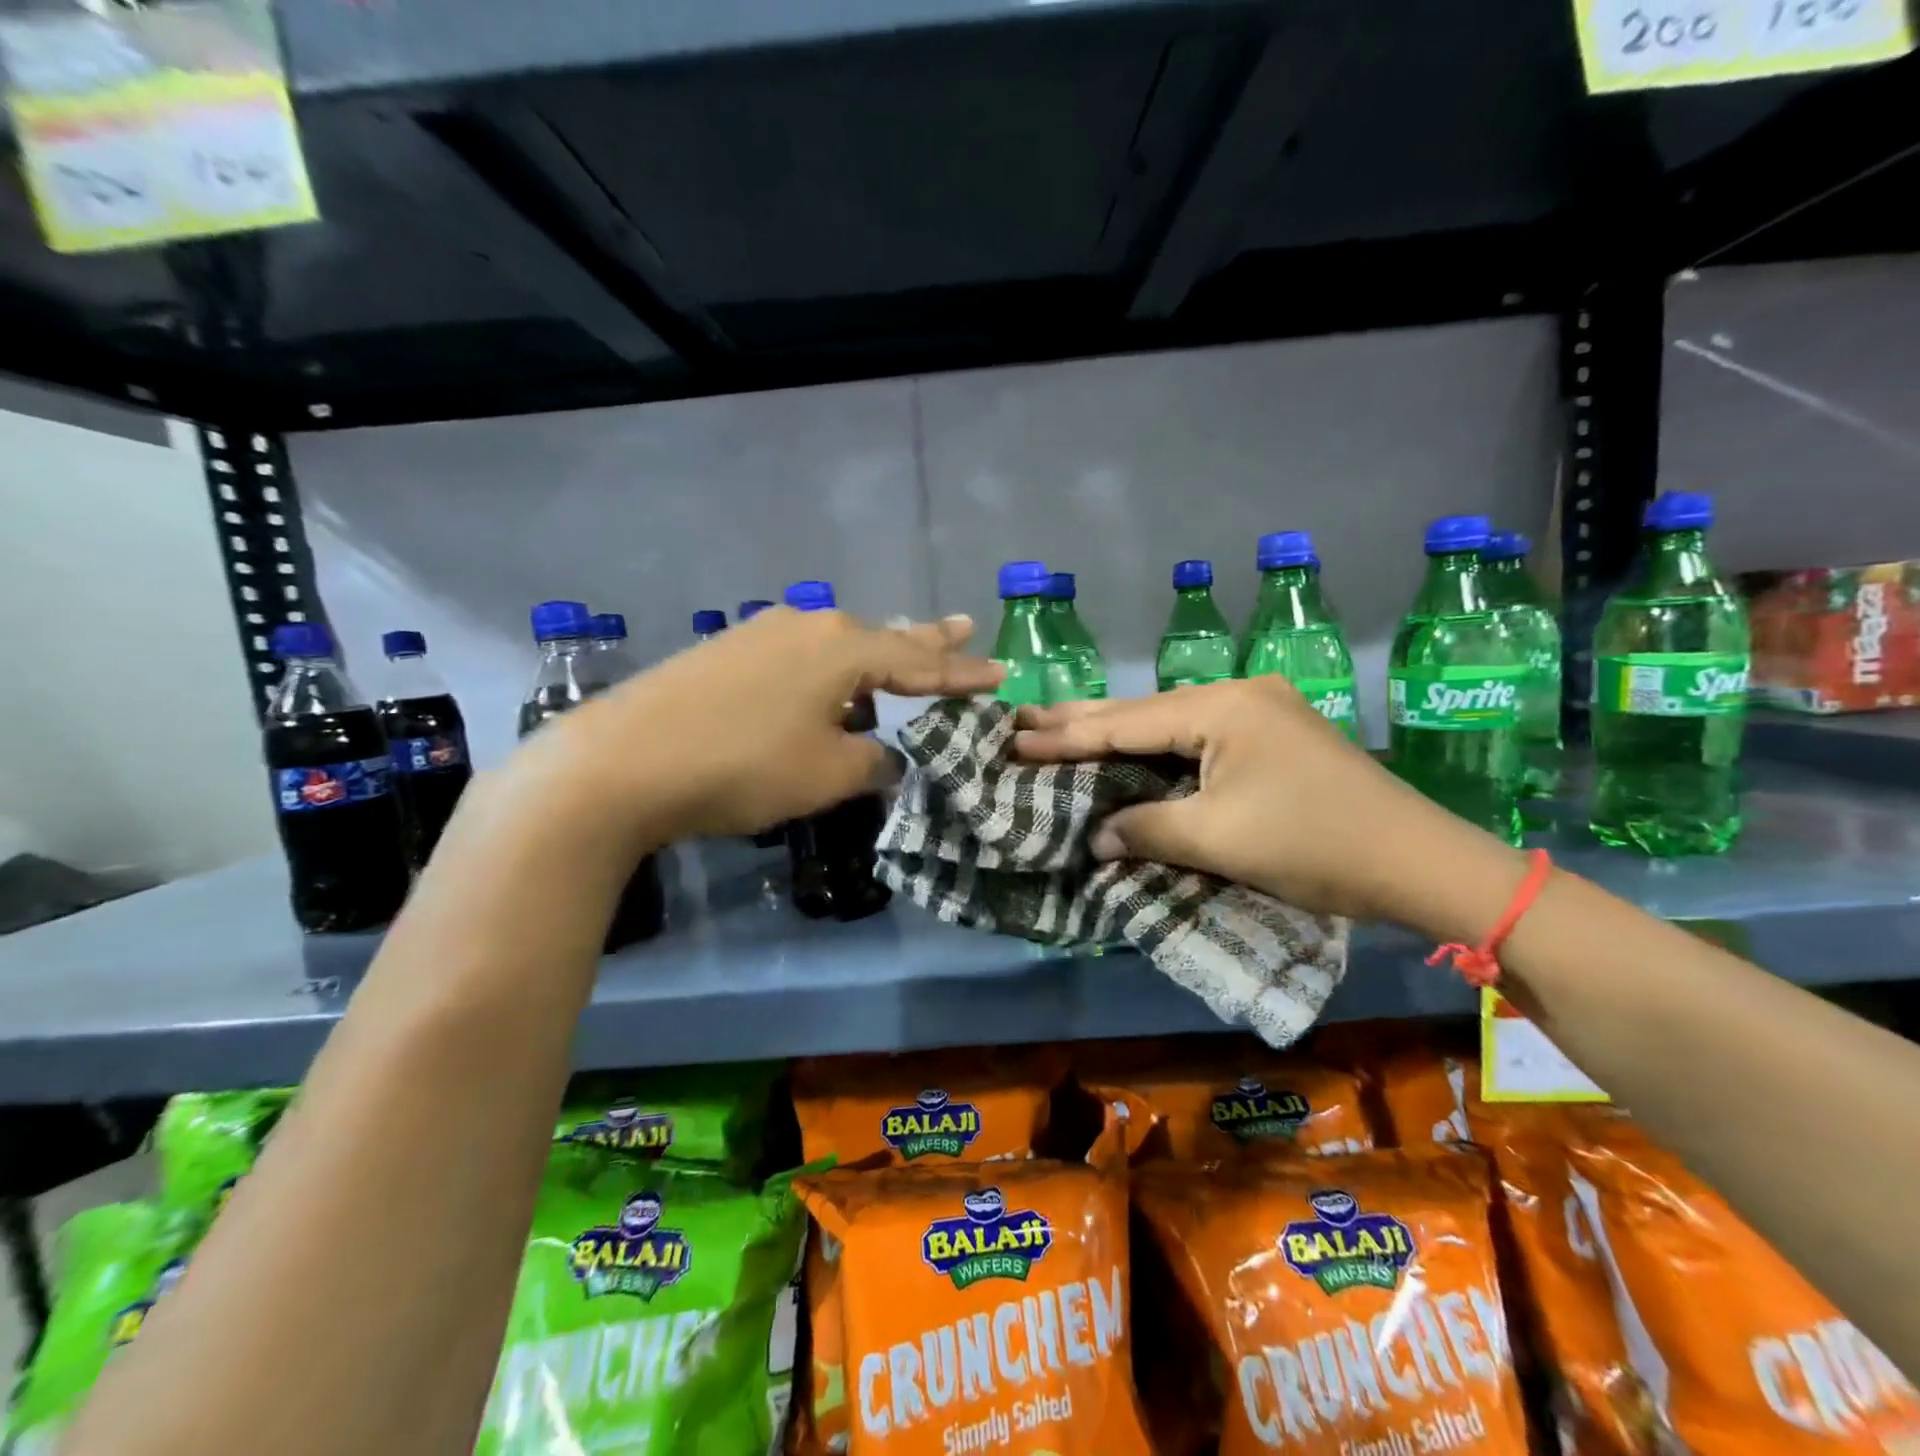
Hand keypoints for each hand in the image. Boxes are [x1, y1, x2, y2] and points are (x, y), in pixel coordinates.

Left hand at [545, 607, 1001, 842]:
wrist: (621, 762)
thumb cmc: (742, 766)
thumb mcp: (826, 774)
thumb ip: (873, 760)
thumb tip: (887, 755)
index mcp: (843, 648)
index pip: (919, 662)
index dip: (962, 674)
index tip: (1000, 674)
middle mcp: (807, 625)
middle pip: (882, 636)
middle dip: (926, 640)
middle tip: (963, 628)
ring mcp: (762, 633)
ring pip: (838, 644)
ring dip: (875, 654)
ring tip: (903, 656)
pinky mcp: (728, 651)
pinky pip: (801, 654)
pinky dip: (831, 668)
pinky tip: (827, 683)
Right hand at [1014, 677, 1525, 936]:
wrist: (1421, 862)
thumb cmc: (1314, 845)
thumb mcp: (1218, 839)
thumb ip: (1146, 829)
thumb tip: (1095, 836)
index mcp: (1222, 707)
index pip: (1126, 721)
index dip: (1067, 736)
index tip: (1015, 738)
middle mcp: (1239, 694)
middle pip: (1145, 710)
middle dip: (1083, 722)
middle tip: (1024, 721)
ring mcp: (1260, 711)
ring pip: (1170, 723)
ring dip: (1118, 735)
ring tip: (1060, 732)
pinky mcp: (1274, 735)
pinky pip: (1198, 739)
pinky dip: (1157, 751)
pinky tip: (1128, 750)